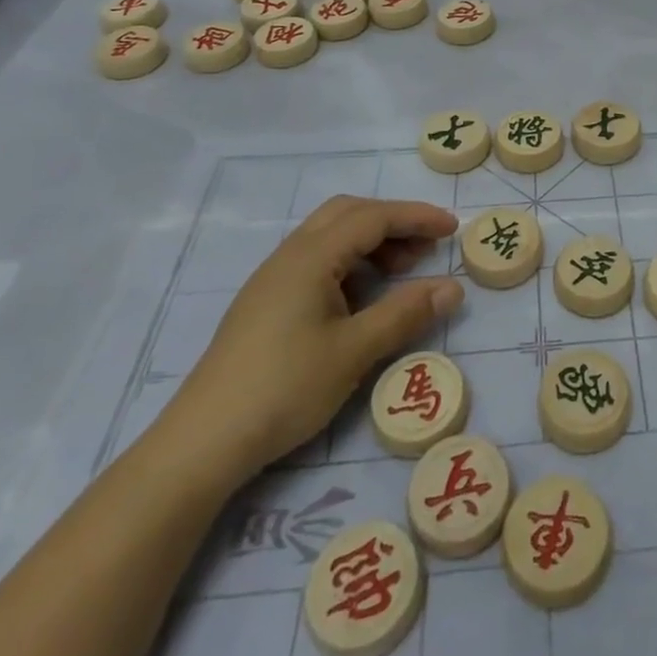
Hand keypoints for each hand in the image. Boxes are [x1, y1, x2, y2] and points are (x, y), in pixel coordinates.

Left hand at [160, 196, 463, 480]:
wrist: (202, 442)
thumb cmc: (284, 388)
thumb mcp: (354, 351)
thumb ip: (405, 313)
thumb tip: (453, 288)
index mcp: (311, 257)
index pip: (373, 217)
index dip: (416, 217)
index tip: (452, 229)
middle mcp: (290, 256)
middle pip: (348, 213)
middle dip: (392, 222)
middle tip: (426, 248)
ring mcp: (273, 279)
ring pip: (330, 236)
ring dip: (371, 243)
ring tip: (401, 274)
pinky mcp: (265, 303)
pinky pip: (317, 261)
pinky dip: (350, 263)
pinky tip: (362, 299)